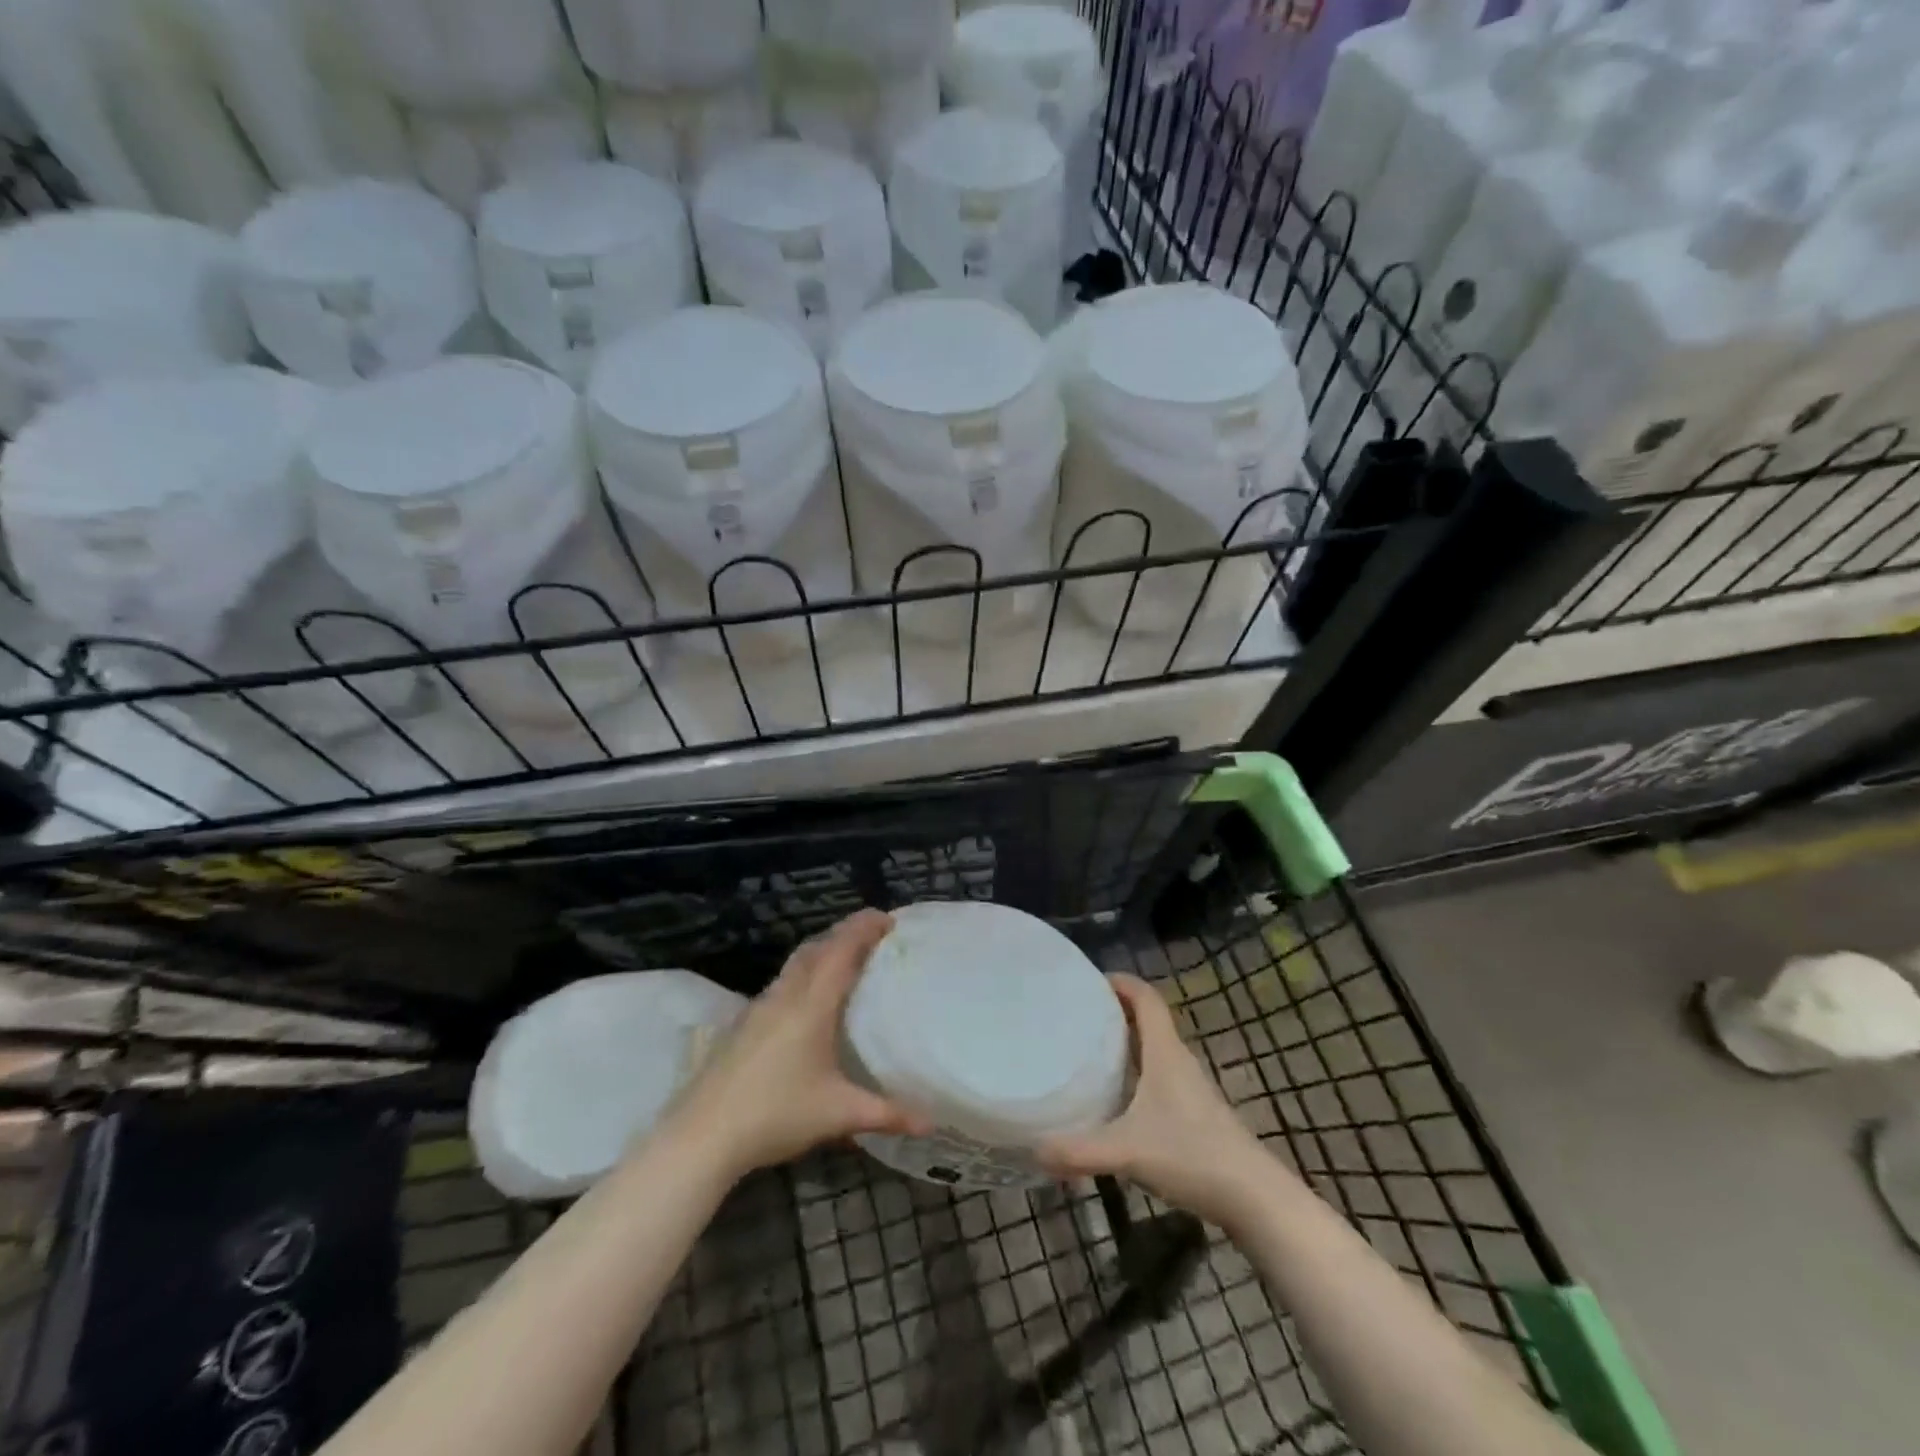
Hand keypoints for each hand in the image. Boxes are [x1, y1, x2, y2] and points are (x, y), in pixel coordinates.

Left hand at [665, 909, 931, 1179]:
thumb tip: (931, 1124)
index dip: (865, 927)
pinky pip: (782, 983)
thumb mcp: (839, 1114)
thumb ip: (887, 1114)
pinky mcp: (743, 1024)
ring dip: (822, 953)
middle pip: (817, 947)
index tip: (889, 919)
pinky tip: (808, 1005)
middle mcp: (785, 995)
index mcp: (812, 1003)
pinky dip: (803, 976)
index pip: (842, 948)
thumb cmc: (776, 1114)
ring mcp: (759, 1007)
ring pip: (795, 964)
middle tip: (874, 938)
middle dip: (845, 934)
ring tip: (845, 965)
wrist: (702, 1136)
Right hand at [1039, 974, 1272, 1225]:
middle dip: (1115, 1012)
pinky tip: (1117, 1100)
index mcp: (1165, 1053)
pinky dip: (1137, 1075)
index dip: (1122, 982)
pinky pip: (1159, 1078)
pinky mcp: (1195, 1114)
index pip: (1147, 998)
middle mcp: (1179, 1062)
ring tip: (1089, 1052)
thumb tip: (1034, 1150)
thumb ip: (1079, 1151)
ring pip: (1154, 1051)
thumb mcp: (1128, 1152)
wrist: (1255, 1198)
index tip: (1090, 980)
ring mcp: (1191, 1089)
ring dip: (1127, 1044)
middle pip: (1148, 1021)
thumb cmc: (1192, 1156)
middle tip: (1077, 1016)